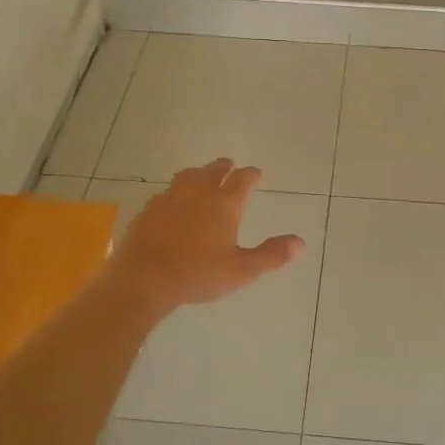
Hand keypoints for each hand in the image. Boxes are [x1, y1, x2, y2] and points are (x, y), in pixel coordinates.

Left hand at [109, 158, 304, 315]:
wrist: (143, 279)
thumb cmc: (198, 274)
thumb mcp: (242, 270)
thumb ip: (271, 255)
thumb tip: (300, 243)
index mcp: (224, 203)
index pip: (242, 180)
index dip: (251, 175)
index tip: (256, 173)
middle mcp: (198, 193)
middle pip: (213, 171)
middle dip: (224, 167)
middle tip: (230, 165)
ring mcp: (169, 199)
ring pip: (187, 176)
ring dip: (199, 173)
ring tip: (202, 174)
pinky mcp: (148, 210)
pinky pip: (165, 193)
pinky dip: (175, 191)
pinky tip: (172, 200)